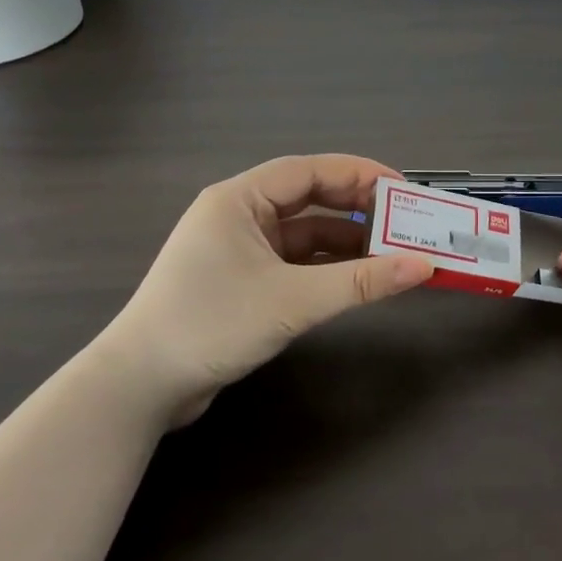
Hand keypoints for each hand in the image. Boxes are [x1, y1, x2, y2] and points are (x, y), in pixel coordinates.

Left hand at [106, 155, 432, 415]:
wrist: (139, 389)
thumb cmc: (211, 325)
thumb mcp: (292, 301)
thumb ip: (360, 282)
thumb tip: (422, 265)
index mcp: (239, 199)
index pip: (309, 171)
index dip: (359, 175)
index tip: (402, 189)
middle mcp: (237, 215)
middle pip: (308, 198)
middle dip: (356, 208)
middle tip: (403, 220)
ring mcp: (237, 249)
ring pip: (303, 232)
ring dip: (344, 241)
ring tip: (391, 251)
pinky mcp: (241, 281)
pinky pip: (293, 261)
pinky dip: (325, 266)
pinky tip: (356, 278)